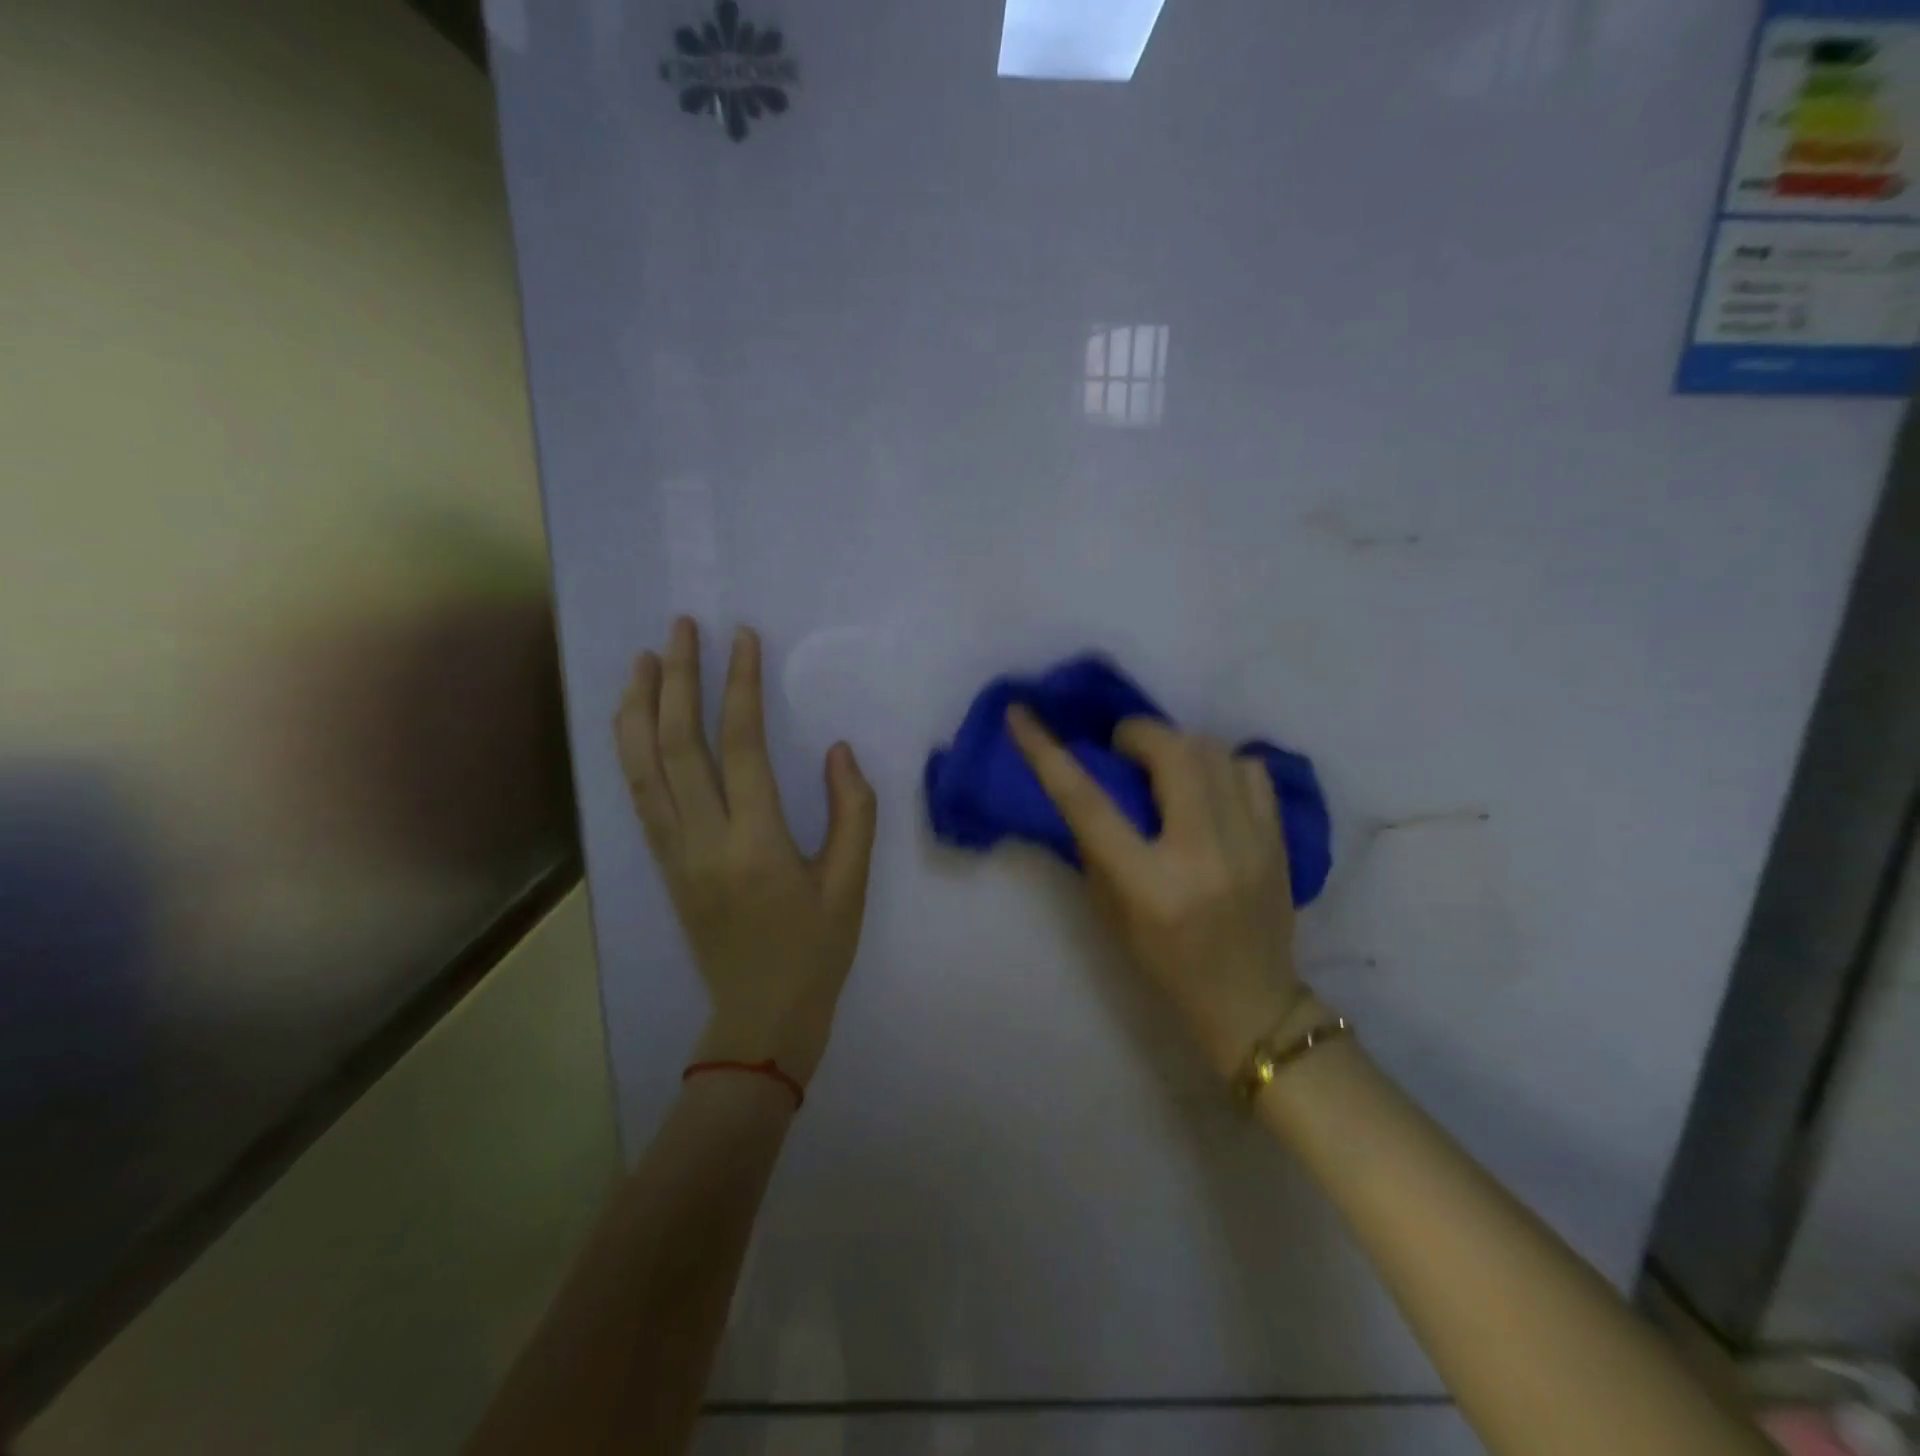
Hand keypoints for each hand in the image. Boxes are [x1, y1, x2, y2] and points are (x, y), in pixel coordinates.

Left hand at [616, 619, 877, 1086]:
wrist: (758, 1019)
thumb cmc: (815, 951)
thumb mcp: (852, 885)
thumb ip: (853, 812)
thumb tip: (839, 750)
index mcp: (756, 845)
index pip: (742, 748)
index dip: (740, 687)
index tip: (743, 639)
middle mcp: (703, 841)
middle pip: (678, 746)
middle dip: (679, 680)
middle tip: (681, 628)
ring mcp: (673, 854)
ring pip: (643, 769)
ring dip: (640, 708)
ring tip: (644, 660)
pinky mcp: (662, 865)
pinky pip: (638, 798)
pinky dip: (630, 751)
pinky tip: (634, 721)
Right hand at [1008, 709, 1305, 1078]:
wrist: (1251, 1005)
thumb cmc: (1166, 967)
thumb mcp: (1111, 913)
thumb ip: (1094, 847)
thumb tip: (1083, 786)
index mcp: (1149, 884)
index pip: (1088, 802)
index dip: (1046, 752)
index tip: (1021, 714)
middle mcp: (1202, 853)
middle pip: (1170, 752)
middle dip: (1136, 734)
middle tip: (1122, 750)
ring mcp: (1250, 842)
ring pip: (1213, 750)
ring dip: (1178, 746)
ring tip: (1165, 768)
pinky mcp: (1280, 838)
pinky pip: (1250, 768)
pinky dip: (1221, 763)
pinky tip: (1209, 785)